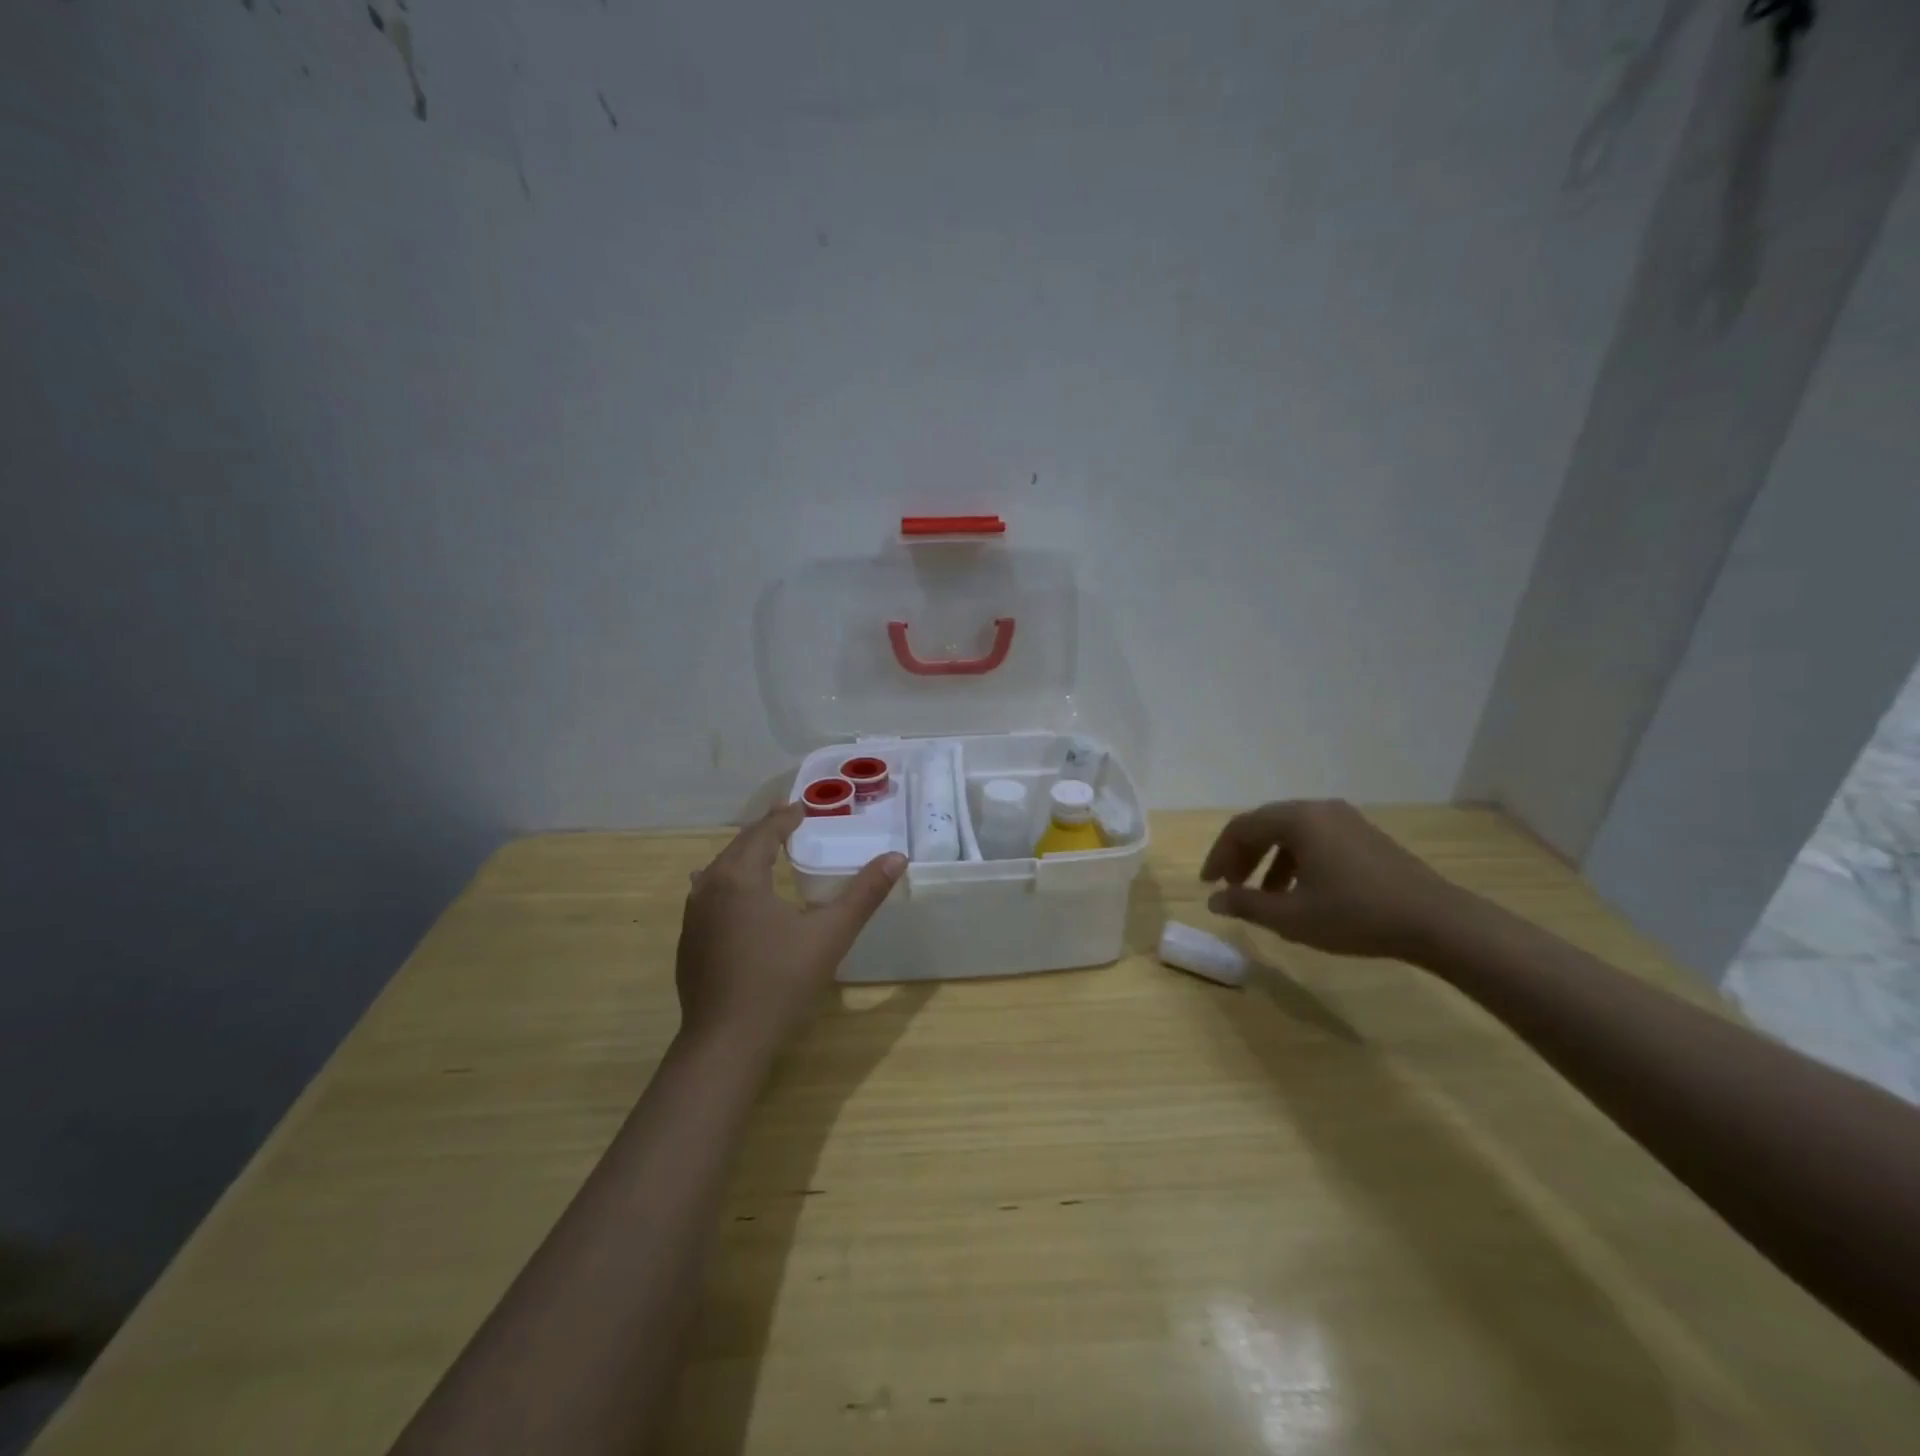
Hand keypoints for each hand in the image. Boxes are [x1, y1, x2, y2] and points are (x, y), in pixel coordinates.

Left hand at [676, 804, 905, 1057]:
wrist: (726, 1042)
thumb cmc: (780, 982)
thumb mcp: (830, 935)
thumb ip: (864, 894)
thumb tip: (897, 857)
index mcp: (739, 877)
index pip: (764, 833)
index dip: (785, 818)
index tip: (803, 807)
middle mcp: (709, 888)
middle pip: (738, 847)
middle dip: (764, 832)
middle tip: (788, 821)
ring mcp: (693, 917)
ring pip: (718, 871)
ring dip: (744, 856)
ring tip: (765, 852)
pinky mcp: (688, 942)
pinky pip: (709, 895)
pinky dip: (729, 882)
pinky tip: (736, 897)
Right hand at [1200, 799, 1469, 959]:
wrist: (1436, 922)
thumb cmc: (1356, 915)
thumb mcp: (1293, 916)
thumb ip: (1247, 905)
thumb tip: (1214, 901)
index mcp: (1298, 820)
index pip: (1241, 828)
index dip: (1219, 855)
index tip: (1209, 885)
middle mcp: (1319, 810)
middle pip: (1265, 825)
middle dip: (1242, 856)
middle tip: (1229, 887)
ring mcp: (1346, 820)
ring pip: (1291, 834)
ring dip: (1268, 861)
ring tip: (1261, 896)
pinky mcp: (1364, 836)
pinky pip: (1315, 840)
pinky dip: (1295, 861)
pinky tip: (1299, 892)